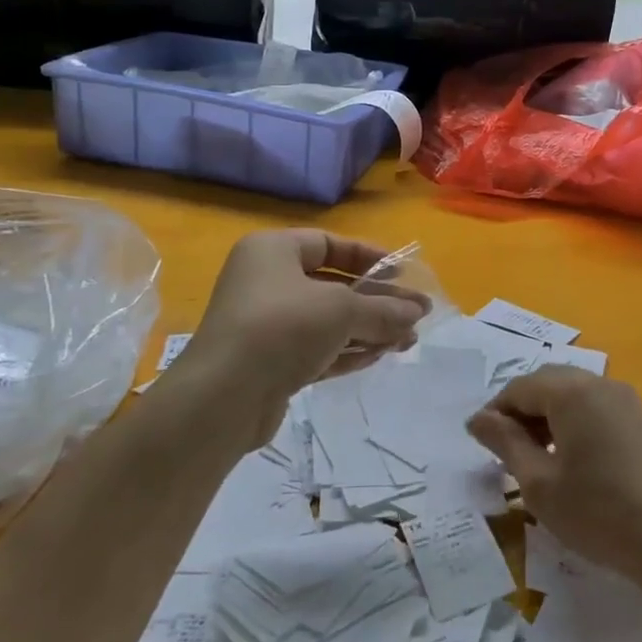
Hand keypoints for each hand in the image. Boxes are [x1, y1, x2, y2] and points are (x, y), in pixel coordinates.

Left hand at [175, 230, 428, 452]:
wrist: (223, 397)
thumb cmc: (283, 328)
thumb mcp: (342, 310)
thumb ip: (384, 309)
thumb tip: (417, 312)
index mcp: (273, 251)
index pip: (328, 243)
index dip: (368, 256)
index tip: (402, 273)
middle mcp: (265, 281)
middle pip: (332, 285)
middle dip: (376, 301)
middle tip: (416, 316)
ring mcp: (265, 324)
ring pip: (327, 320)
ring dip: (368, 329)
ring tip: (407, 342)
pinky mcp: (269, 362)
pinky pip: (315, 348)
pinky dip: (347, 351)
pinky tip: (379, 357)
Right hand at [467, 367, 641, 584]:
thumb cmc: (596, 512)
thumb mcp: (538, 483)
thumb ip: (505, 442)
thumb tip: (477, 419)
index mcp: (571, 391)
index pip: (519, 388)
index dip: (495, 413)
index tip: (481, 443)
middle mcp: (598, 382)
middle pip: (546, 384)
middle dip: (521, 411)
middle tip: (505, 451)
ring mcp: (623, 399)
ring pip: (570, 393)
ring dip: (546, 416)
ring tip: (533, 456)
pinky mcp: (638, 419)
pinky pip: (593, 406)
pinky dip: (571, 421)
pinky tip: (568, 457)